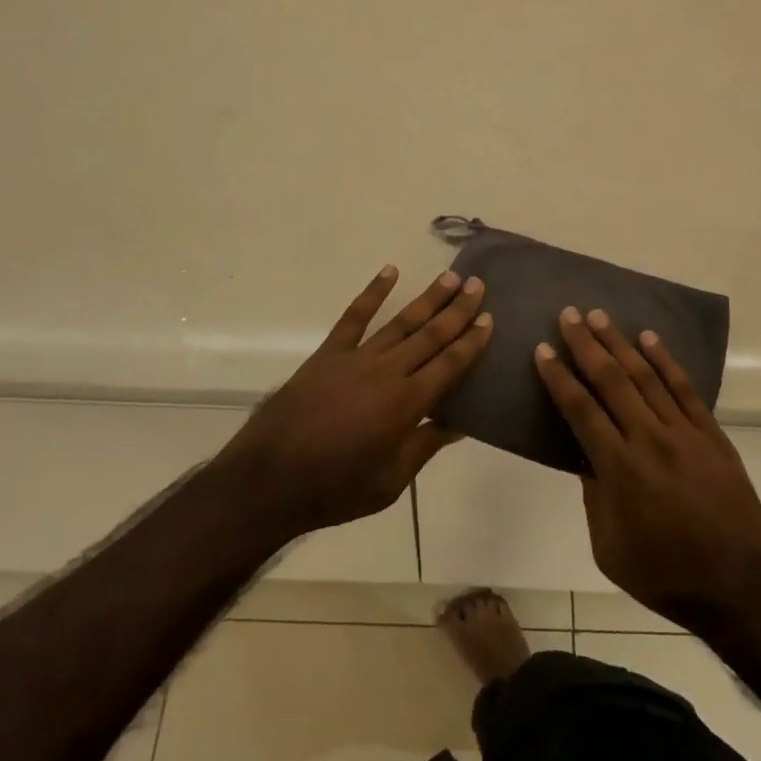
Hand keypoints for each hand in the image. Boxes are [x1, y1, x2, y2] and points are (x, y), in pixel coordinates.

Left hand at [219, 265, 491, 539]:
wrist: (270, 479)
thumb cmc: (336, 488)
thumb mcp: (391, 481)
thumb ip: (425, 446)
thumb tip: (461, 423)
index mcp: (407, 404)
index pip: (450, 365)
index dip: (472, 341)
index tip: (489, 318)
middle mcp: (387, 372)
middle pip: (431, 335)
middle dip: (457, 309)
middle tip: (478, 284)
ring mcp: (356, 358)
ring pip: (401, 321)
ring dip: (428, 298)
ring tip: (449, 276)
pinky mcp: (328, 354)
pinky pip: (354, 317)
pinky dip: (372, 292)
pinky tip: (389, 272)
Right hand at [535, 307, 760, 633]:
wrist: (740, 588)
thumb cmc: (665, 575)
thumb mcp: (609, 548)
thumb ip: (594, 496)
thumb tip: (585, 454)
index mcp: (620, 469)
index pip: (581, 410)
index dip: (559, 378)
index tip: (542, 350)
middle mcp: (650, 440)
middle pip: (611, 381)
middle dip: (586, 345)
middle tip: (568, 315)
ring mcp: (685, 434)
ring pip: (646, 377)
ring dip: (620, 343)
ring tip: (599, 316)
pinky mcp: (713, 436)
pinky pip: (686, 389)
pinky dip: (666, 361)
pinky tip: (649, 339)